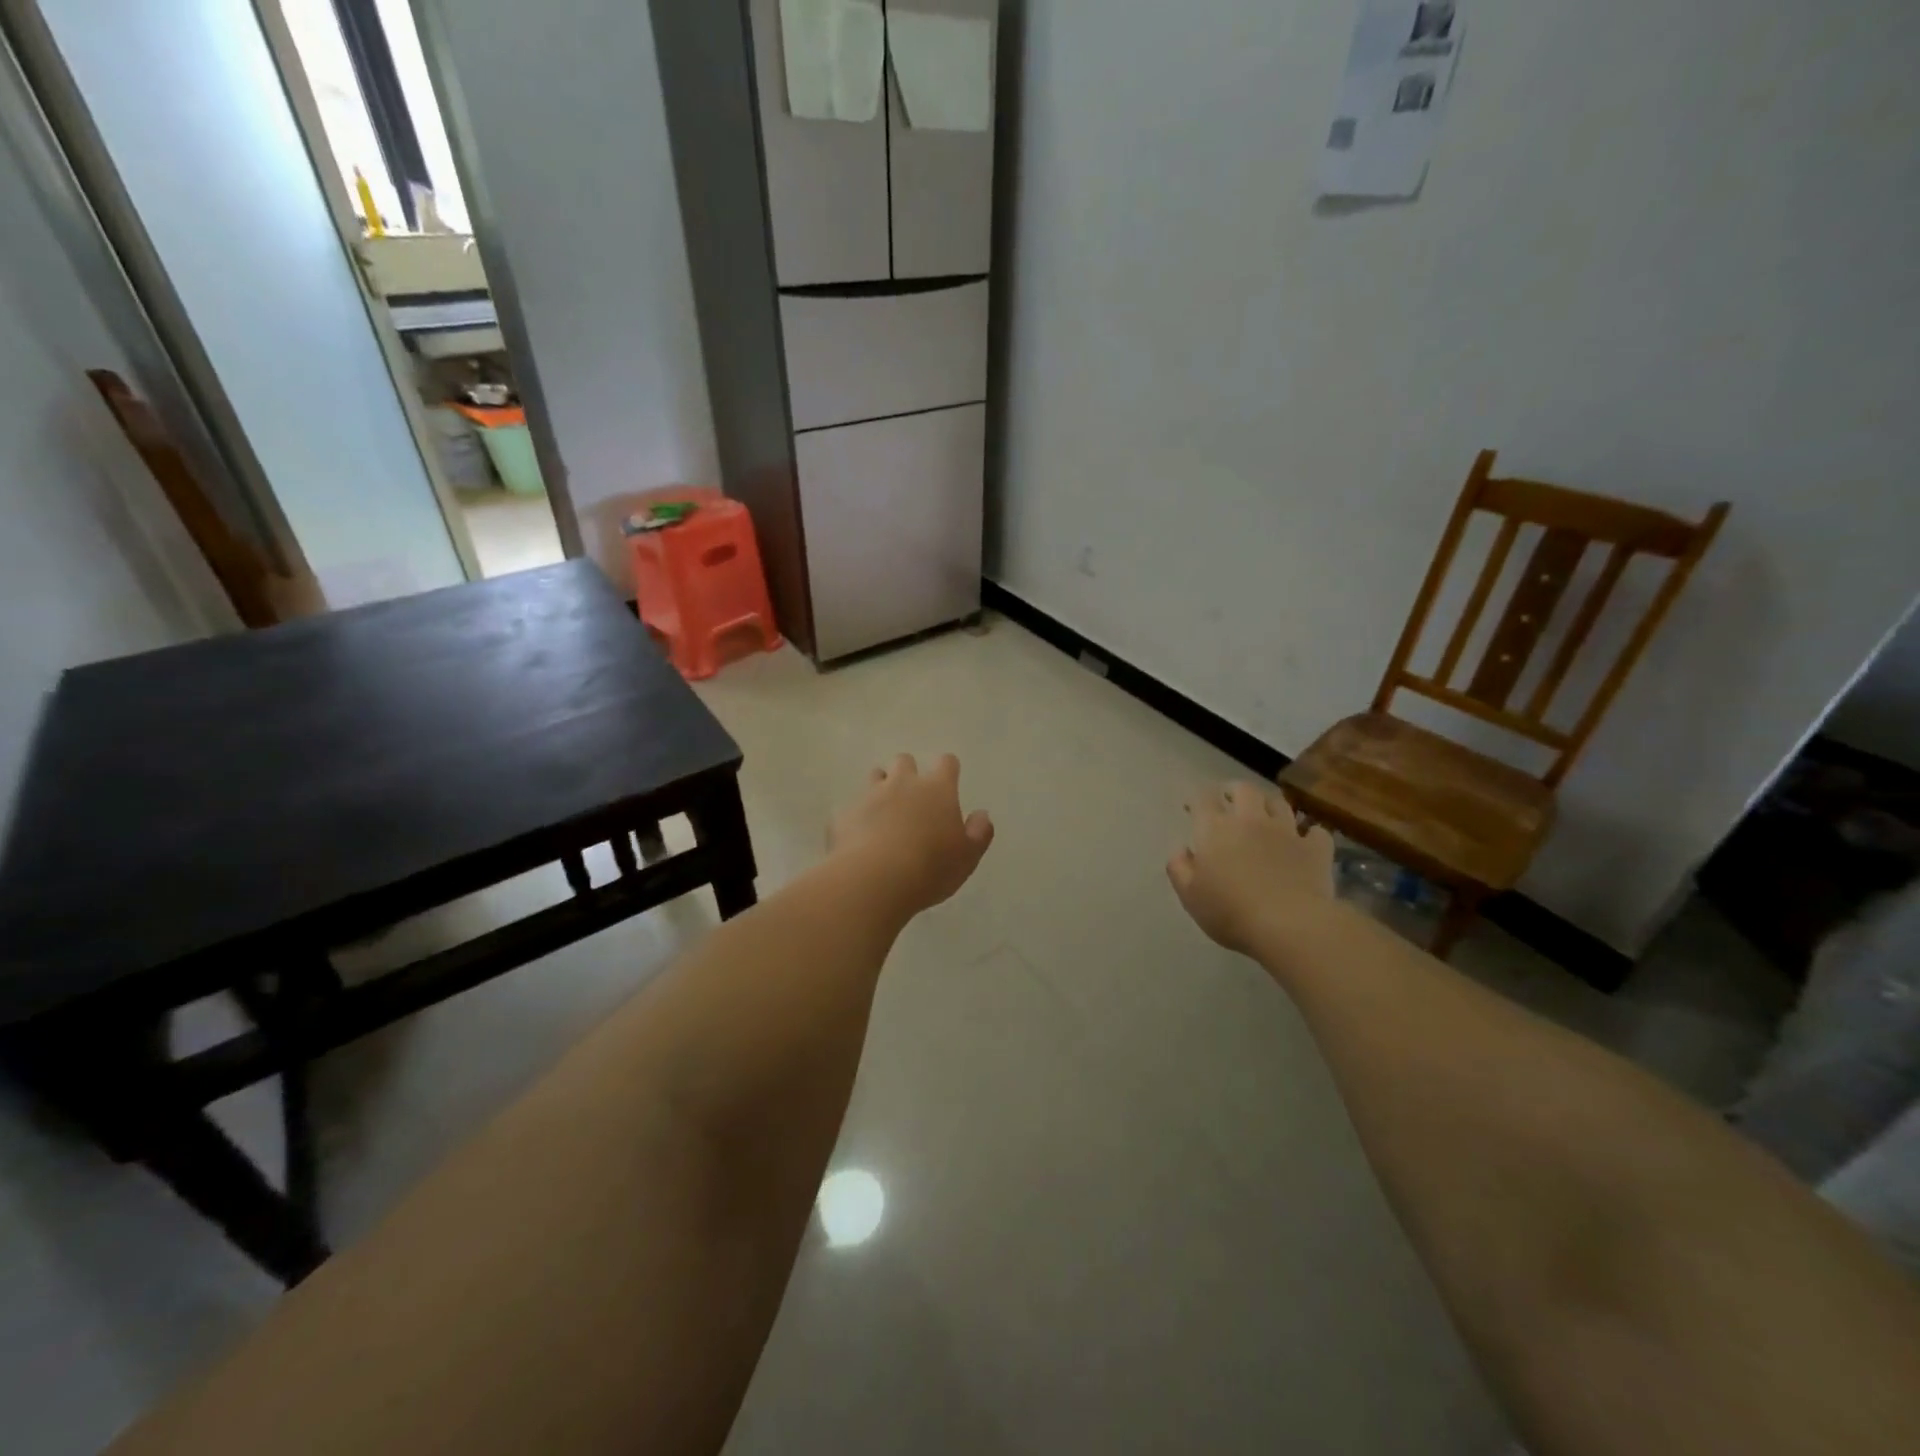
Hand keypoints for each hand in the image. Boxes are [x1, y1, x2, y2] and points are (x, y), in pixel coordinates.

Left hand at [830, 754, 994, 916]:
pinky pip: (851, 808)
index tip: (948, 782)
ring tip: (884, 814)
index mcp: (937, 789)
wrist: (874, 880)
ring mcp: (869, 795)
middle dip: (908, 773)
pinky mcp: (843, 814)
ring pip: (875, 776)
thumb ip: (978, 833)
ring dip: (880, 788)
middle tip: (912, 799)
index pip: (946, 763)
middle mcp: (902, 783)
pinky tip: (859, 839)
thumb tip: (981, 815)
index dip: (948, 769)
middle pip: (904, 761)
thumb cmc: (930, 868)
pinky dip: (857, 818)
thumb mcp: (967, 857)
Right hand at [1168, 782, 1334, 954]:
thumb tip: (1181, 851)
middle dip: (1234, 791)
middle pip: (1244, 790)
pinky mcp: (1316, 849)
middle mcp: (1251, 820)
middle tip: (1229, 802)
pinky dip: (1309, 834)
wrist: (1290, 925)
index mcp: (1215, 829)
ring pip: (1279, 803)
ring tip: (1266, 816)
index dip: (1196, 799)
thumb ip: (1179, 869)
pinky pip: (1315, 831)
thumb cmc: (1231, 912)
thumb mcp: (1190, 896)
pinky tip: (1305, 842)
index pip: (1203, 799)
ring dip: (1270, 806)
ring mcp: (1287, 831)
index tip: (1192, 809)